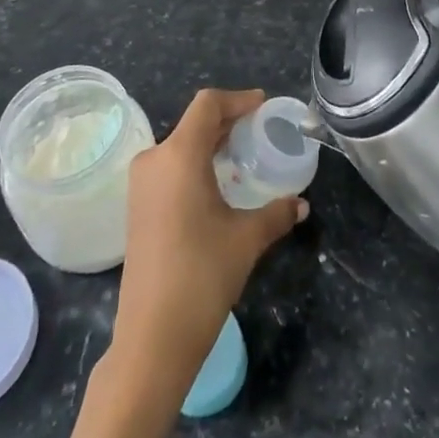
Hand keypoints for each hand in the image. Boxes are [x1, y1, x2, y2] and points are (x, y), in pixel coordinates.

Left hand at [112, 89, 306, 386]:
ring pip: (180, 145)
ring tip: (243, 155)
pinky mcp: (137, 207)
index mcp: (178, 155)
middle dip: (227, 121)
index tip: (263, 106)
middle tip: (260, 130)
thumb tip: (301, 204)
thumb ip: (276, 213)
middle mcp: (154, 160)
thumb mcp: (246, 239)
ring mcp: (141, 185)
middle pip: (193, 123)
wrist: (152, 337)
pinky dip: (195, 164)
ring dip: (210, 144)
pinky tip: (218, 184)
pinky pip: (170, 167)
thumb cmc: (202, 275)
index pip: (207, 105)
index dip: (238, 99)